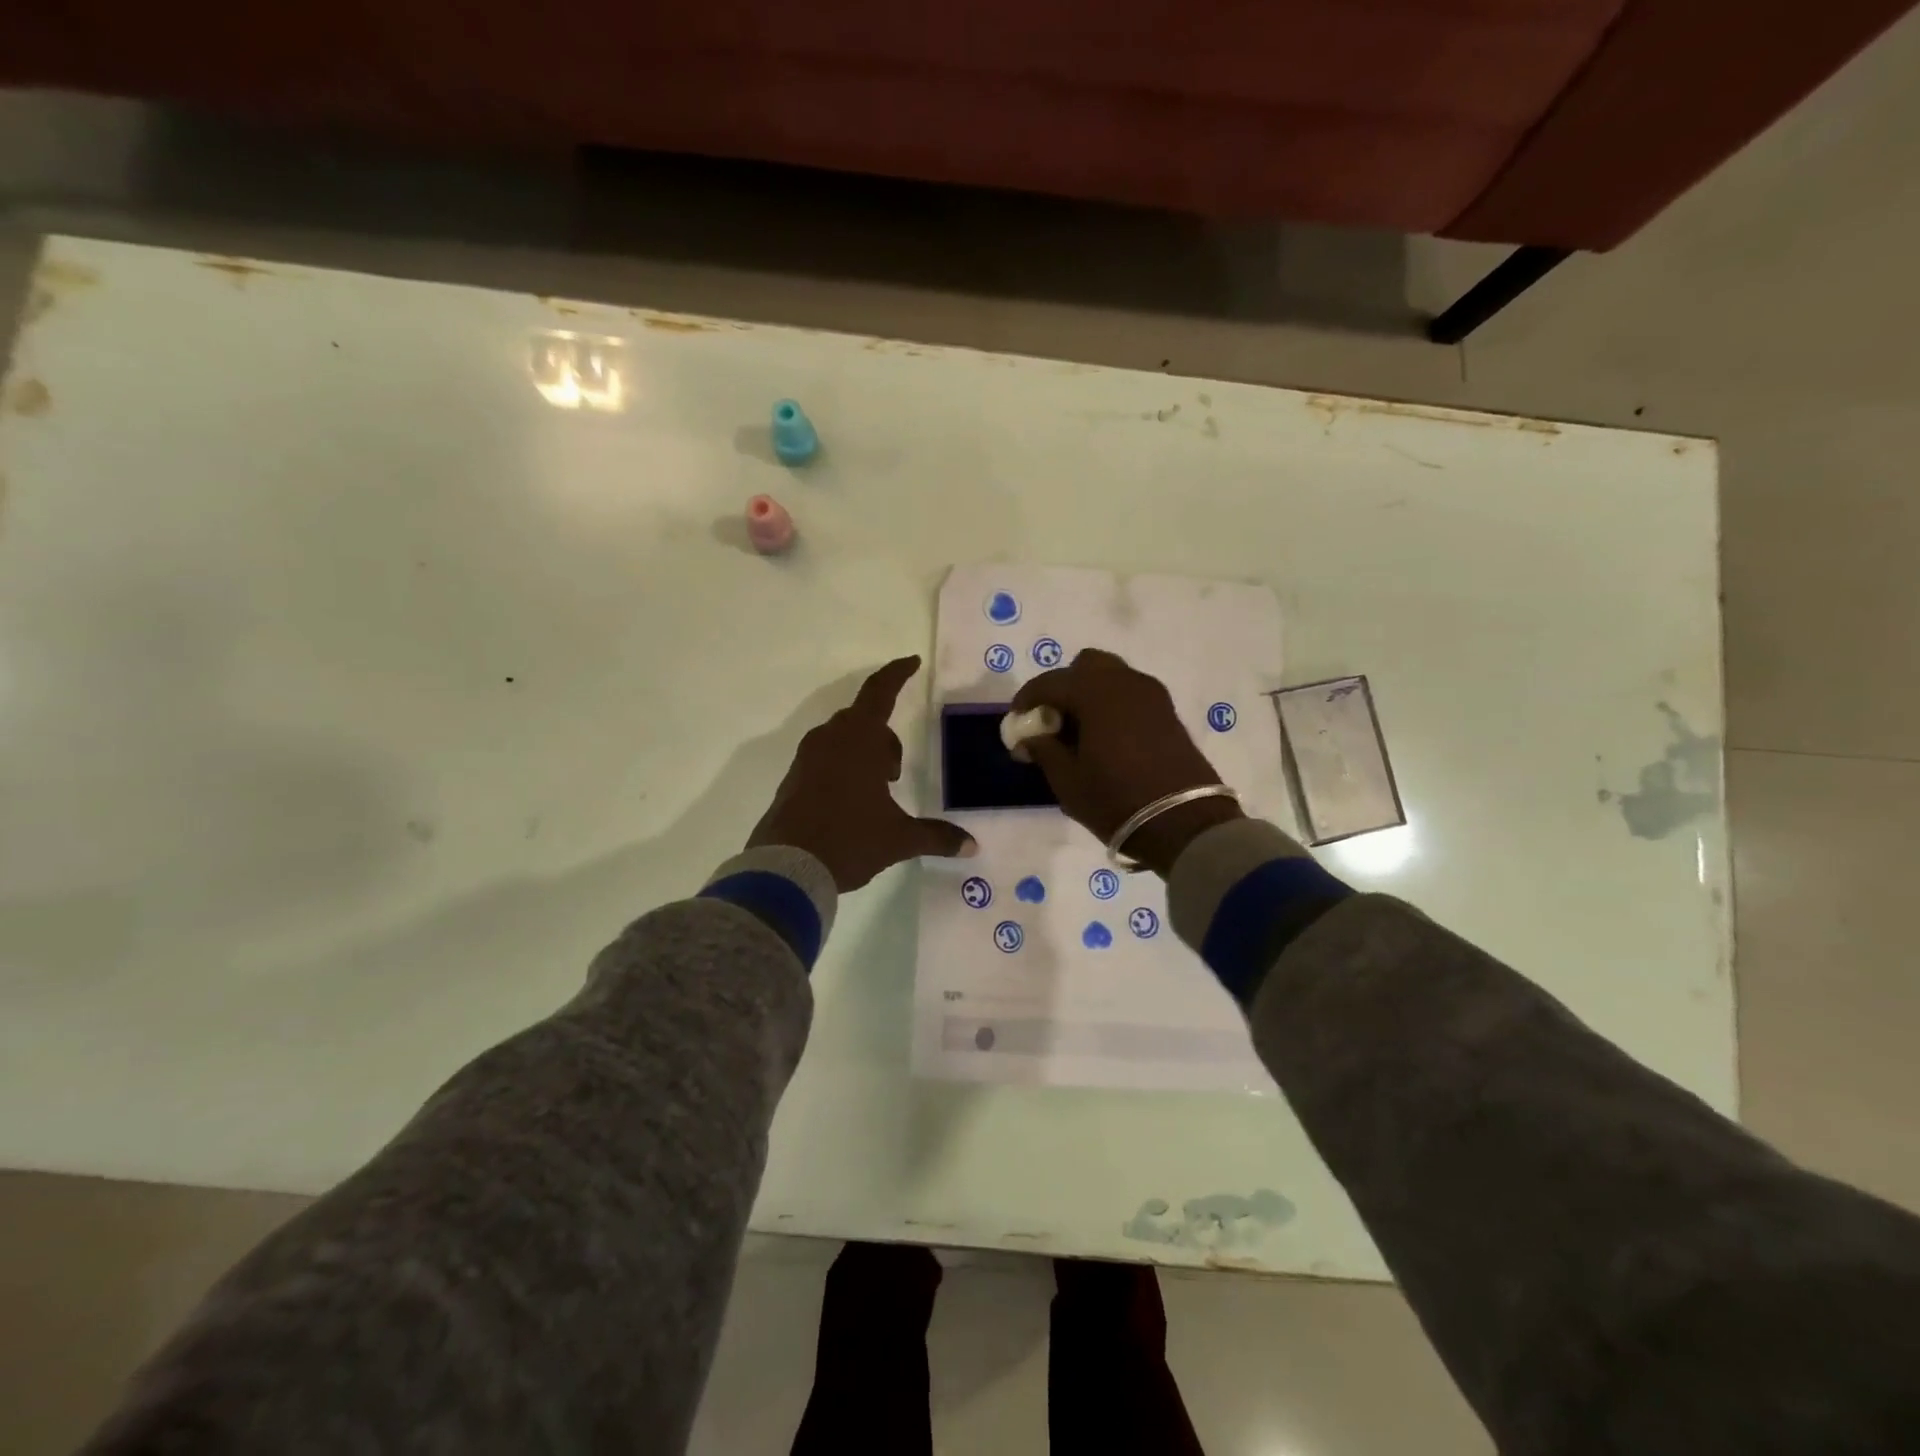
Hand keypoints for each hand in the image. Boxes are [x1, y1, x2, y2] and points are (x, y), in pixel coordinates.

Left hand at [750, 656, 975, 890]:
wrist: (787, 867)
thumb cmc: (849, 840)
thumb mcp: (898, 839)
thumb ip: (936, 836)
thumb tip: (972, 845)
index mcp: (858, 740)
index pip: (880, 692)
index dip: (898, 674)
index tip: (912, 662)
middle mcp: (830, 739)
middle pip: (863, 720)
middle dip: (884, 738)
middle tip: (895, 773)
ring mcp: (806, 758)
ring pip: (842, 739)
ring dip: (863, 753)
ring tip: (876, 790)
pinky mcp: (793, 778)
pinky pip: (824, 757)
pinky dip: (842, 767)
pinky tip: (850, 803)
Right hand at [1011, 649, 1242, 876]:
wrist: (1184, 822)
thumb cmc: (1116, 799)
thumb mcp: (1067, 780)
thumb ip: (1043, 749)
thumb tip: (1030, 736)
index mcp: (1095, 692)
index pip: (1049, 683)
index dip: (1026, 701)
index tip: (1016, 724)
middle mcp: (1125, 682)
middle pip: (1085, 667)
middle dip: (1063, 688)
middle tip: (1051, 721)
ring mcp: (1151, 695)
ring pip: (1111, 677)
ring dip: (1088, 694)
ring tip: (1077, 731)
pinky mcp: (1167, 712)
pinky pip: (1129, 694)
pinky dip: (1111, 705)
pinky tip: (1103, 738)